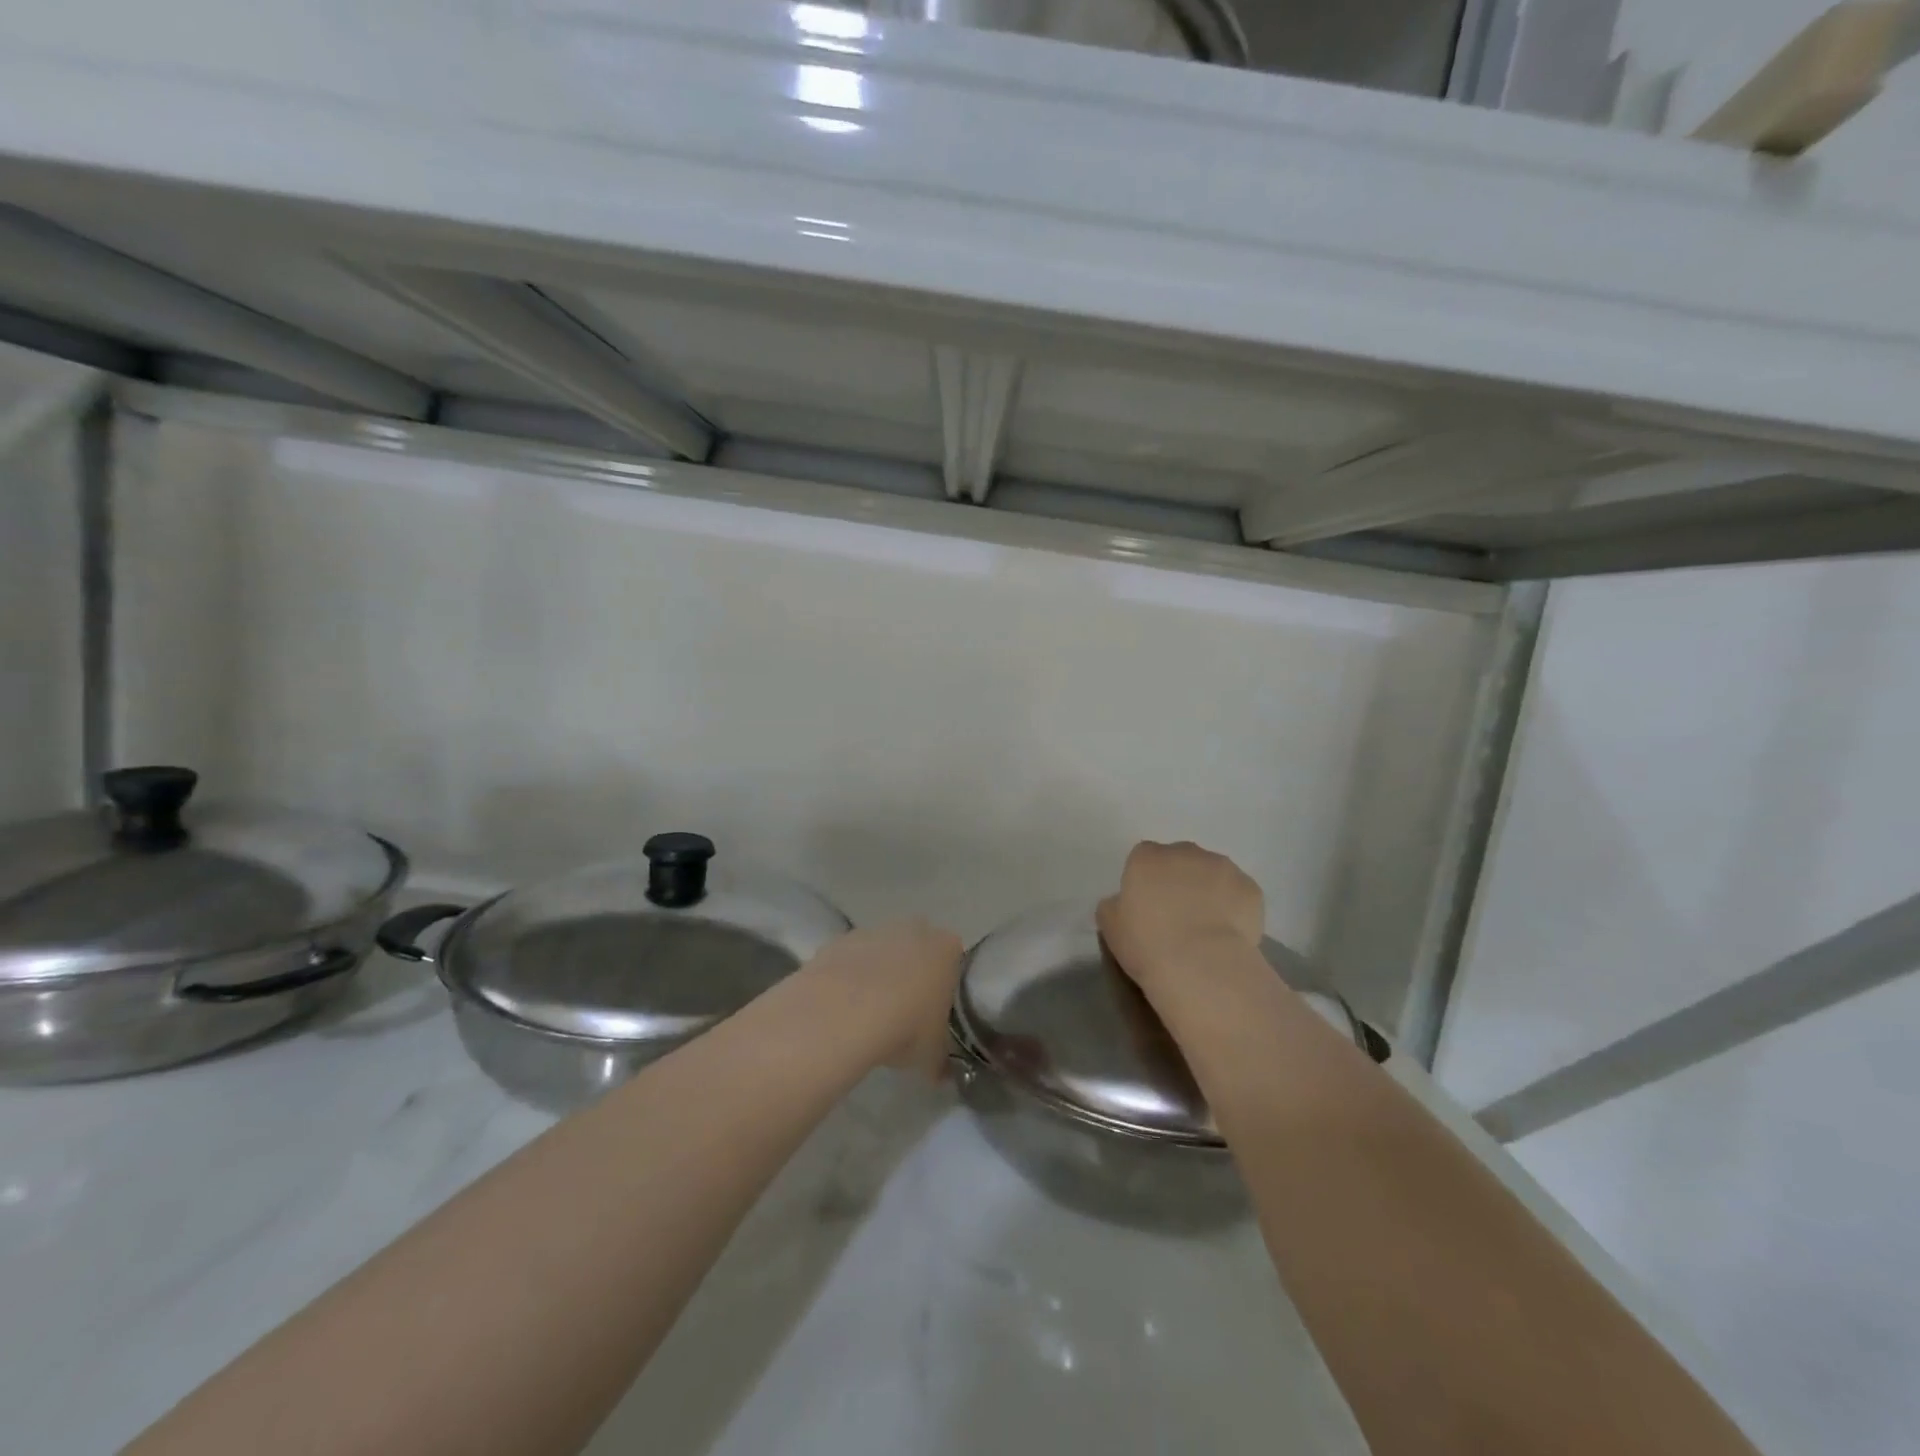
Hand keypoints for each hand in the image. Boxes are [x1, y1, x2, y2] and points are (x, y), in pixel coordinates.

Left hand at [806, 918, 964, 1076]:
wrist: (843, 1012)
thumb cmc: (904, 1027)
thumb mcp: (931, 1055)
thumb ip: (940, 1062)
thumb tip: (941, 1076)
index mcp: (946, 949)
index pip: (954, 959)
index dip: (946, 983)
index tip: (936, 1010)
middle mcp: (914, 930)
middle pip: (918, 947)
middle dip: (913, 970)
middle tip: (905, 1008)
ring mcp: (875, 930)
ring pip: (883, 949)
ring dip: (879, 971)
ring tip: (869, 1011)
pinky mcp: (841, 939)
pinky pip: (851, 957)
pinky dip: (849, 975)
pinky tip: (843, 1005)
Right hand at [1097, 840, 1263, 994]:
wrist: (1201, 964)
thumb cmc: (1147, 943)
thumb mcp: (1110, 926)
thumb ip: (1114, 905)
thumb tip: (1123, 902)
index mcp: (1147, 857)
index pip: (1143, 858)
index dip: (1147, 881)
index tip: (1147, 907)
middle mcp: (1185, 852)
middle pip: (1181, 860)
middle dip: (1179, 880)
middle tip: (1177, 916)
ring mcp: (1222, 867)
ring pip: (1213, 874)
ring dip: (1209, 891)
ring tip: (1207, 928)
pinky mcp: (1251, 888)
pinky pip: (1239, 894)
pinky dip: (1235, 908)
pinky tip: (1228, 935)